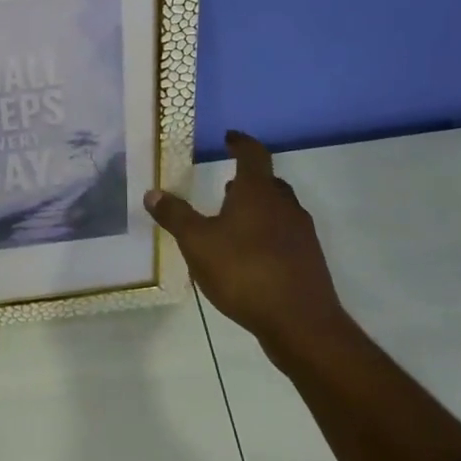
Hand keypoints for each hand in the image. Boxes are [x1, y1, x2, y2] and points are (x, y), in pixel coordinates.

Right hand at [145, 131, 346, 360]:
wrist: (300, 323)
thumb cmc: (244, 272)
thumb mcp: (197, 243)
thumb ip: (175, 216)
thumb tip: (153, 193)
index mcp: (258, 192)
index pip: (253, 155)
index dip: (240, 143)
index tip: (229, 137)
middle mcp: (285, 206)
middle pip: (269, 182)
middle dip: (248, 180)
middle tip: (226, 185)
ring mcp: (301, 234)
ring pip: (278, 209)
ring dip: (258, 208)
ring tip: (233, 221)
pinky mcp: (308, 260)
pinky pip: (284, 235)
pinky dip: (267, 234)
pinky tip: (249, 256)